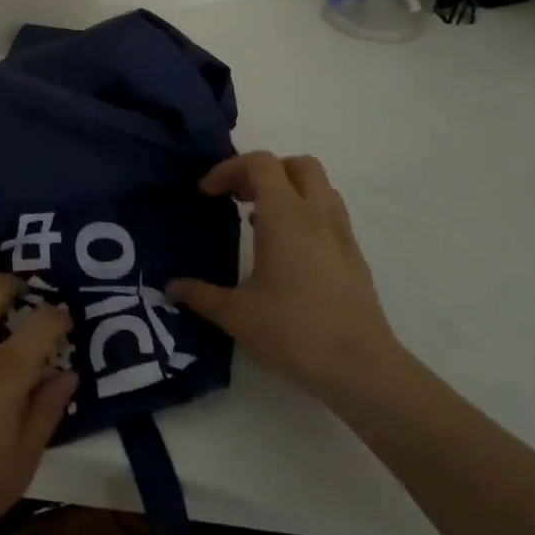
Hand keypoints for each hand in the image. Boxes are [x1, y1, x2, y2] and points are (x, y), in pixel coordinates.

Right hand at [171, 151, 404, 402]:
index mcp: (286, 216)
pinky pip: (330, 214)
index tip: (208, 194)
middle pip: (297, 164)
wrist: (363, 370)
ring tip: (262, 220)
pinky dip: (307, 214)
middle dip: (265, 172)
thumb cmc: (295, 332)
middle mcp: (317, 215)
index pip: (260, 163)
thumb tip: (171, 288)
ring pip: (319, 187)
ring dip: (289, 190)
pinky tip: (289, 251)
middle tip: (239, 197)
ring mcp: (341, 235)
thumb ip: (201, 295)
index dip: (229, 169)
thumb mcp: (237, 315)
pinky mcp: (355, 257)